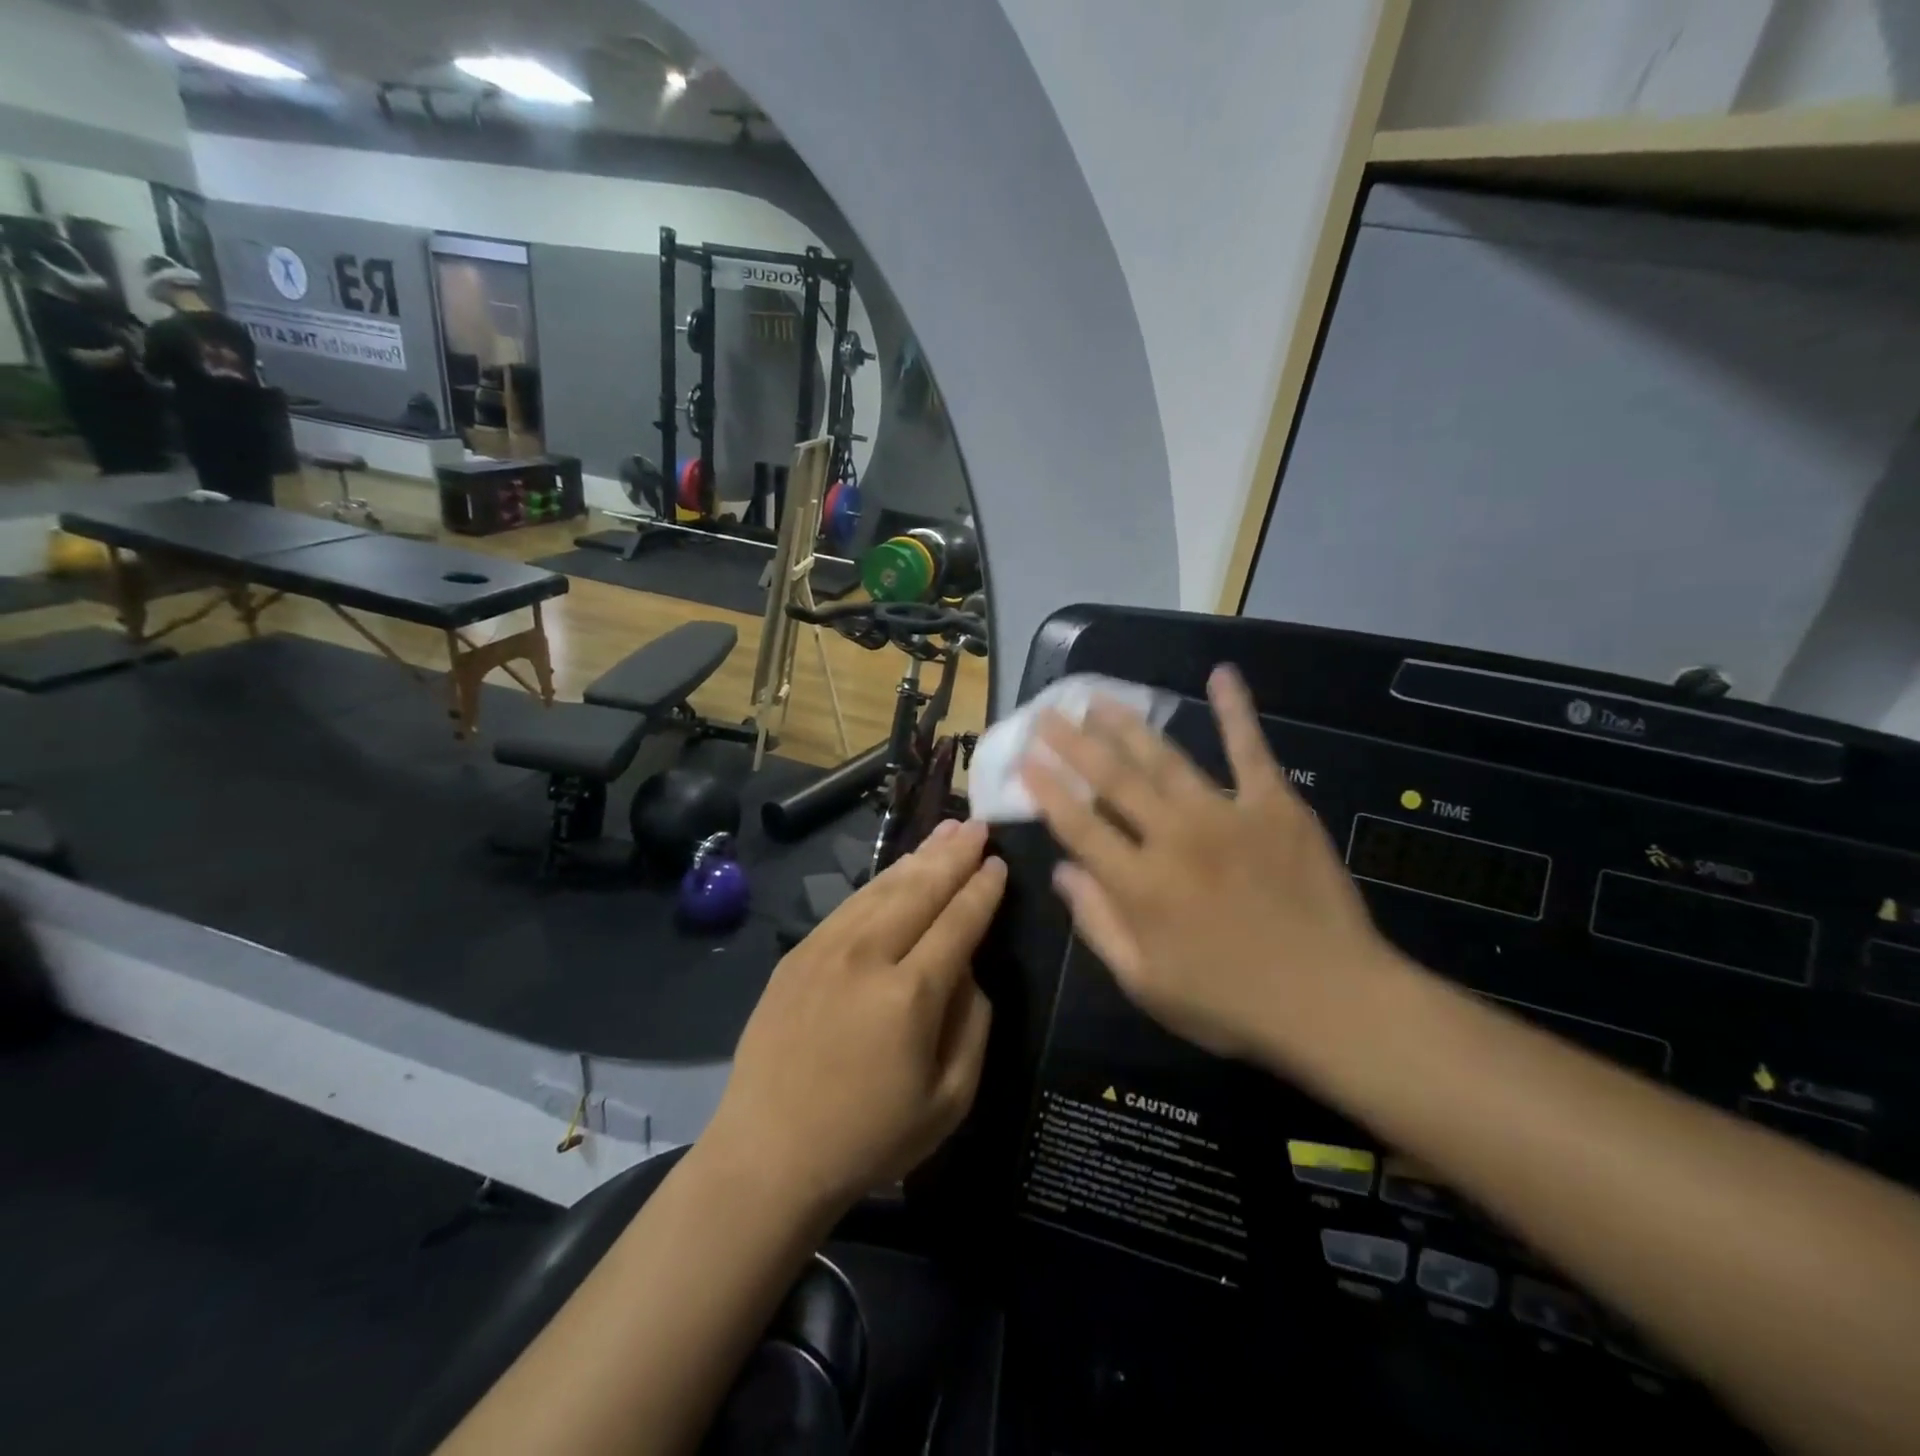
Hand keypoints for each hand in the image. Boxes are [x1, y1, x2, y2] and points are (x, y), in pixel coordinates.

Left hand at [705, 819, 1004, 1214]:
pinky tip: (897, 869)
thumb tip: (970, 968)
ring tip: (946, 831)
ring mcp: (826, 949)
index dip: (983, 891)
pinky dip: (881, 880)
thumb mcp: (949, 1099)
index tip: (1000, 864)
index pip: (958, 923)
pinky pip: (850, 904)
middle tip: (979, 826)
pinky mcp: (798, 954)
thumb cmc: (869, 1138)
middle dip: (955, 855)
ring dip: (919, 857)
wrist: (768, 1154)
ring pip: (883, 888)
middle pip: (921, 890)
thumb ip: (973, 1024)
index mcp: (911, 995)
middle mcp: (868, 956)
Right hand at [1021, 665, 1394, 1060]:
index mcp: (1139, 884)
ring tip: (1098, 699)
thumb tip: (1062, 873)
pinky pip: (1250, 749)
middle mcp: (1172, 837)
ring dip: (1127, 724)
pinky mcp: (1274, 805)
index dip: (1046, 790)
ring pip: (1164, 758)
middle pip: (1112, 779)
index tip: (1024, 759)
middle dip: (1074, 743)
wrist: (1333, 1000)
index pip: (1078, 825)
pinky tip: (1220, 675)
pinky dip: (1235, 710)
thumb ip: (1098, 924)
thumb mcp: (1146, 984)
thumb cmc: (1231, 1003)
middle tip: (1048, 713)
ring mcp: (1225, 814)